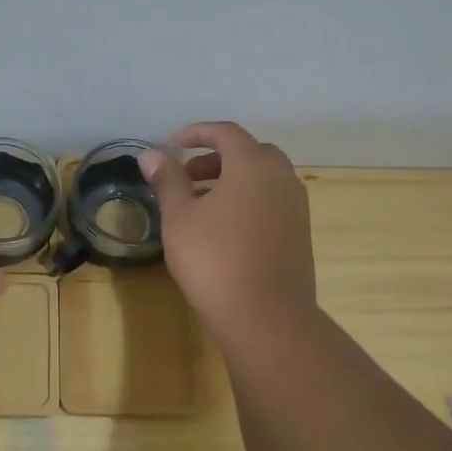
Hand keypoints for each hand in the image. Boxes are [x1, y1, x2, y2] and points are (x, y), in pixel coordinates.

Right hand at [140, 122, 318, 346]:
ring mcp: (296, 207)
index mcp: (253, 165)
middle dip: (215, 157)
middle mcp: (281, 178)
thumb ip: (167, 180)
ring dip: (231, 180)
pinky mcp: (299, 233)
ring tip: (198, 204)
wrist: (267, 318)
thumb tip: (152, 154)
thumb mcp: (179, 218)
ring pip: (262, 178)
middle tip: (186, 176)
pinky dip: (247, 200)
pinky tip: (223, 229)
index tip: (170, 147)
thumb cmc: (215, 260)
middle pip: (248, 152)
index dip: (195, 133)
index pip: (225, 132)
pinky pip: (271, 200)